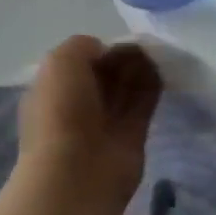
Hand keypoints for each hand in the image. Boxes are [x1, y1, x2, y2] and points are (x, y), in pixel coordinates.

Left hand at [18, 35, 160, 209]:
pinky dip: (152, 86)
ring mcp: (104, 123)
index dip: (97, 50)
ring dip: (139, 70)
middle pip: (104, 75)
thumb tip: (103, 50)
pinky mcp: (131, 136)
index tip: (117, 41)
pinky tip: (163, 68)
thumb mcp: (60, 63)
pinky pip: (143, 104)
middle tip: (143, 44)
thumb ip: (81, 47)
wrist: (78, 173)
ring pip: (124, 89)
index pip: (77, 64)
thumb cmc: (61, 113)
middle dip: (121, 59)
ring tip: (157, 51)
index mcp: (51, 90)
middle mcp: (76, 106)